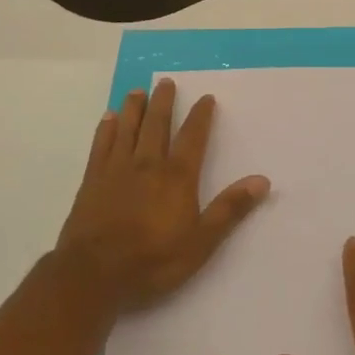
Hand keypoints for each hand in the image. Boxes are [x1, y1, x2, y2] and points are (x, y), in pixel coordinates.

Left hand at [53, 80, 270, 314]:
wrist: (94, 273)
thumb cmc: (152, 260)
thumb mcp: (201, 242)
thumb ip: (230, 209)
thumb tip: (262, 180)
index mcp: (176, 177)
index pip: (193, 138)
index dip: (201, 117)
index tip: (206, 98)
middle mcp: (147, 164)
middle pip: (157, 125)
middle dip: (164, 102)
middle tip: (166, 82)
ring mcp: (116, 169)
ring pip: (127, 129)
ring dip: (134, 108)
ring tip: (138, 91)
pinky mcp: (92, 180)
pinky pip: (101, 145)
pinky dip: (106, 129)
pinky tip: (108, 118)